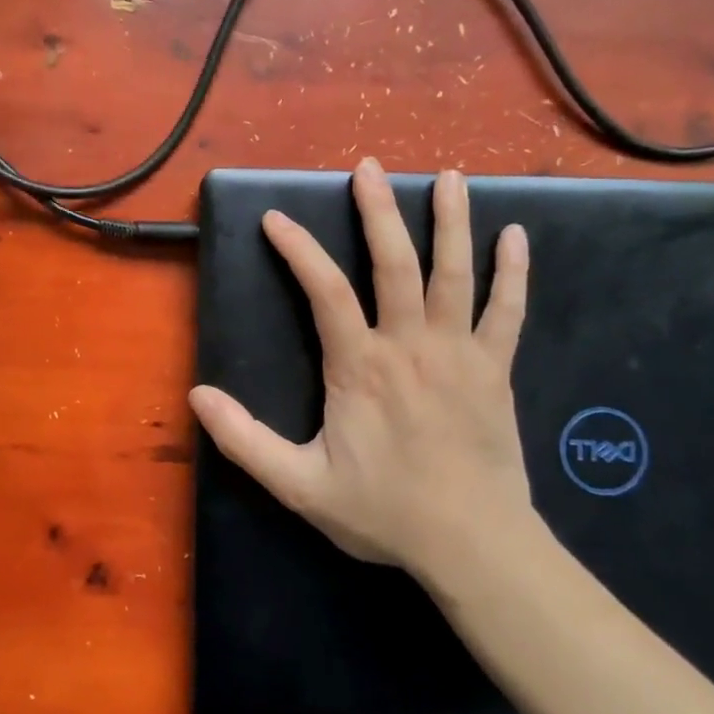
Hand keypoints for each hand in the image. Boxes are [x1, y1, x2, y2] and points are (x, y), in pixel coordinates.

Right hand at [189, 159, 542, 588]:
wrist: (474, 545)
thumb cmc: (384, 512)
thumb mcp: (299, 485)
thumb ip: (245, 440)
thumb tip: (198, 395)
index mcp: (359, 367)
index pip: (324, 291)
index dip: (298, 249)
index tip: (276, 218)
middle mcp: (410, 345)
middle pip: (394, 264)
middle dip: (379, 211)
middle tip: (368, 168)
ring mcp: (460, 353)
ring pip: (454, 274)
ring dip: (451, 221)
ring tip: (449, 176)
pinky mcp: (496, 369)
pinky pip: (508, 311)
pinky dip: (512, 271)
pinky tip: (516, 235)